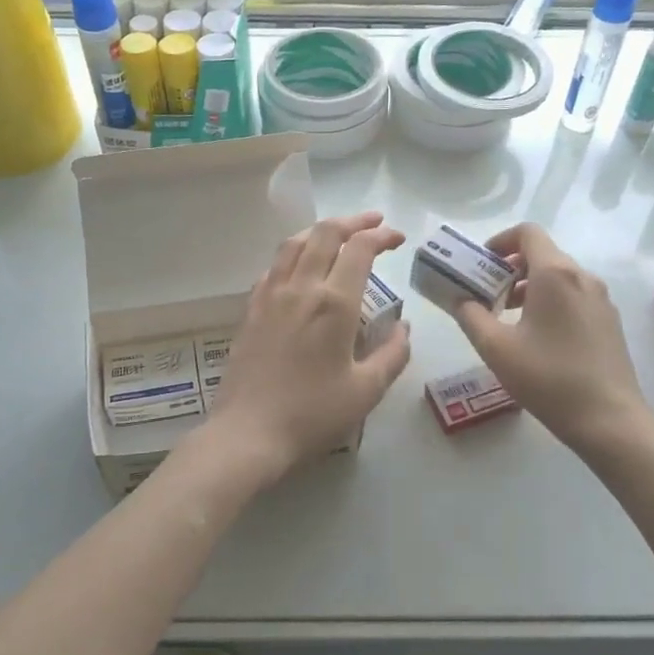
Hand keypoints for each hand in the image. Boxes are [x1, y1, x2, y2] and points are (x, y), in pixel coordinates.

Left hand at [205, 212, 412, 481]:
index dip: (381, 236)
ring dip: (320, 231)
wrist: (249, 432)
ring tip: (337, 234)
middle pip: (324, 234)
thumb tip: (404, 327)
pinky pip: (273, 267)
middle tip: (373, 223)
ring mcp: (270, 295)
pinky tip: (300, 267)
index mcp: (334, 303)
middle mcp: (301, 288)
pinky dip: (293, 254)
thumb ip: (393, 354)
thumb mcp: (366, 391)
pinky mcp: (251, 309)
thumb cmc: (313, 414)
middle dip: (352, 222)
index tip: (397, 238)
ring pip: (294, 243)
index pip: (360, 249)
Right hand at [452, 222, 653, 456]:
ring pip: (559, 277)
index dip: (500, 241)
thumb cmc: (548, 377)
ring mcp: (601, 300)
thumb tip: (460, 299)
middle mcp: (582, 277)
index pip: (527, 233)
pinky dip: (550, 303)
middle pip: (542, 255)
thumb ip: (470, 316)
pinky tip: (537, 339)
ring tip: (507, 320)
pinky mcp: (609, 322)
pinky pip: (574, 297)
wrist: (608, 419)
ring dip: (529, 288)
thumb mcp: (495, 348)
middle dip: (510, 269)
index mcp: (555, 274)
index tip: (481, 265)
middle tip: (487, 296)